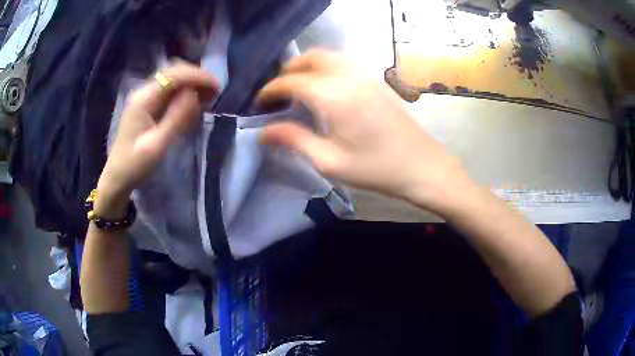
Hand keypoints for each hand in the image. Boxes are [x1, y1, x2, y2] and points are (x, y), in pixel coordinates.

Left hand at [96, 62, 217, 216]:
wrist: (117, 177)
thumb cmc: (135, 165)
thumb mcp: (157, 145)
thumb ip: (176, 118)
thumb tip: (194, 94)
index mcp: (144, 99)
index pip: (175, 75)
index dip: (198, 77)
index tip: (217, 87)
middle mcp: (144, 92)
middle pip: (174, 72)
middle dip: (196, 78)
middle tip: (214, 93)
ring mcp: (144, 98)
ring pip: (172, 80)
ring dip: (191, 84)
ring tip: (208, 98)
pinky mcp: (147, 106)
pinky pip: (169, 92)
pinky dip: (184, 93)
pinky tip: (193, 104)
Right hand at [257, 50, 473, 215]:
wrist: (422, 166)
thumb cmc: (376, 169)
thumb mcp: (330, 161)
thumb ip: (294, 140)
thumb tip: (263, 132)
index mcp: (334, 96)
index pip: (292, 81)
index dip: (271, 90)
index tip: (260, 103)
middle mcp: (349, 77)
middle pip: (311, 58)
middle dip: (289, 70)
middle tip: (279, 92)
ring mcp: (366, 75)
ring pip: (330, 56)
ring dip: (309, 65)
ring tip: (299, 86)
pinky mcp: (377, 80)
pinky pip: (345, 62)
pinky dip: (327, 66)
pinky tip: (326, 86)